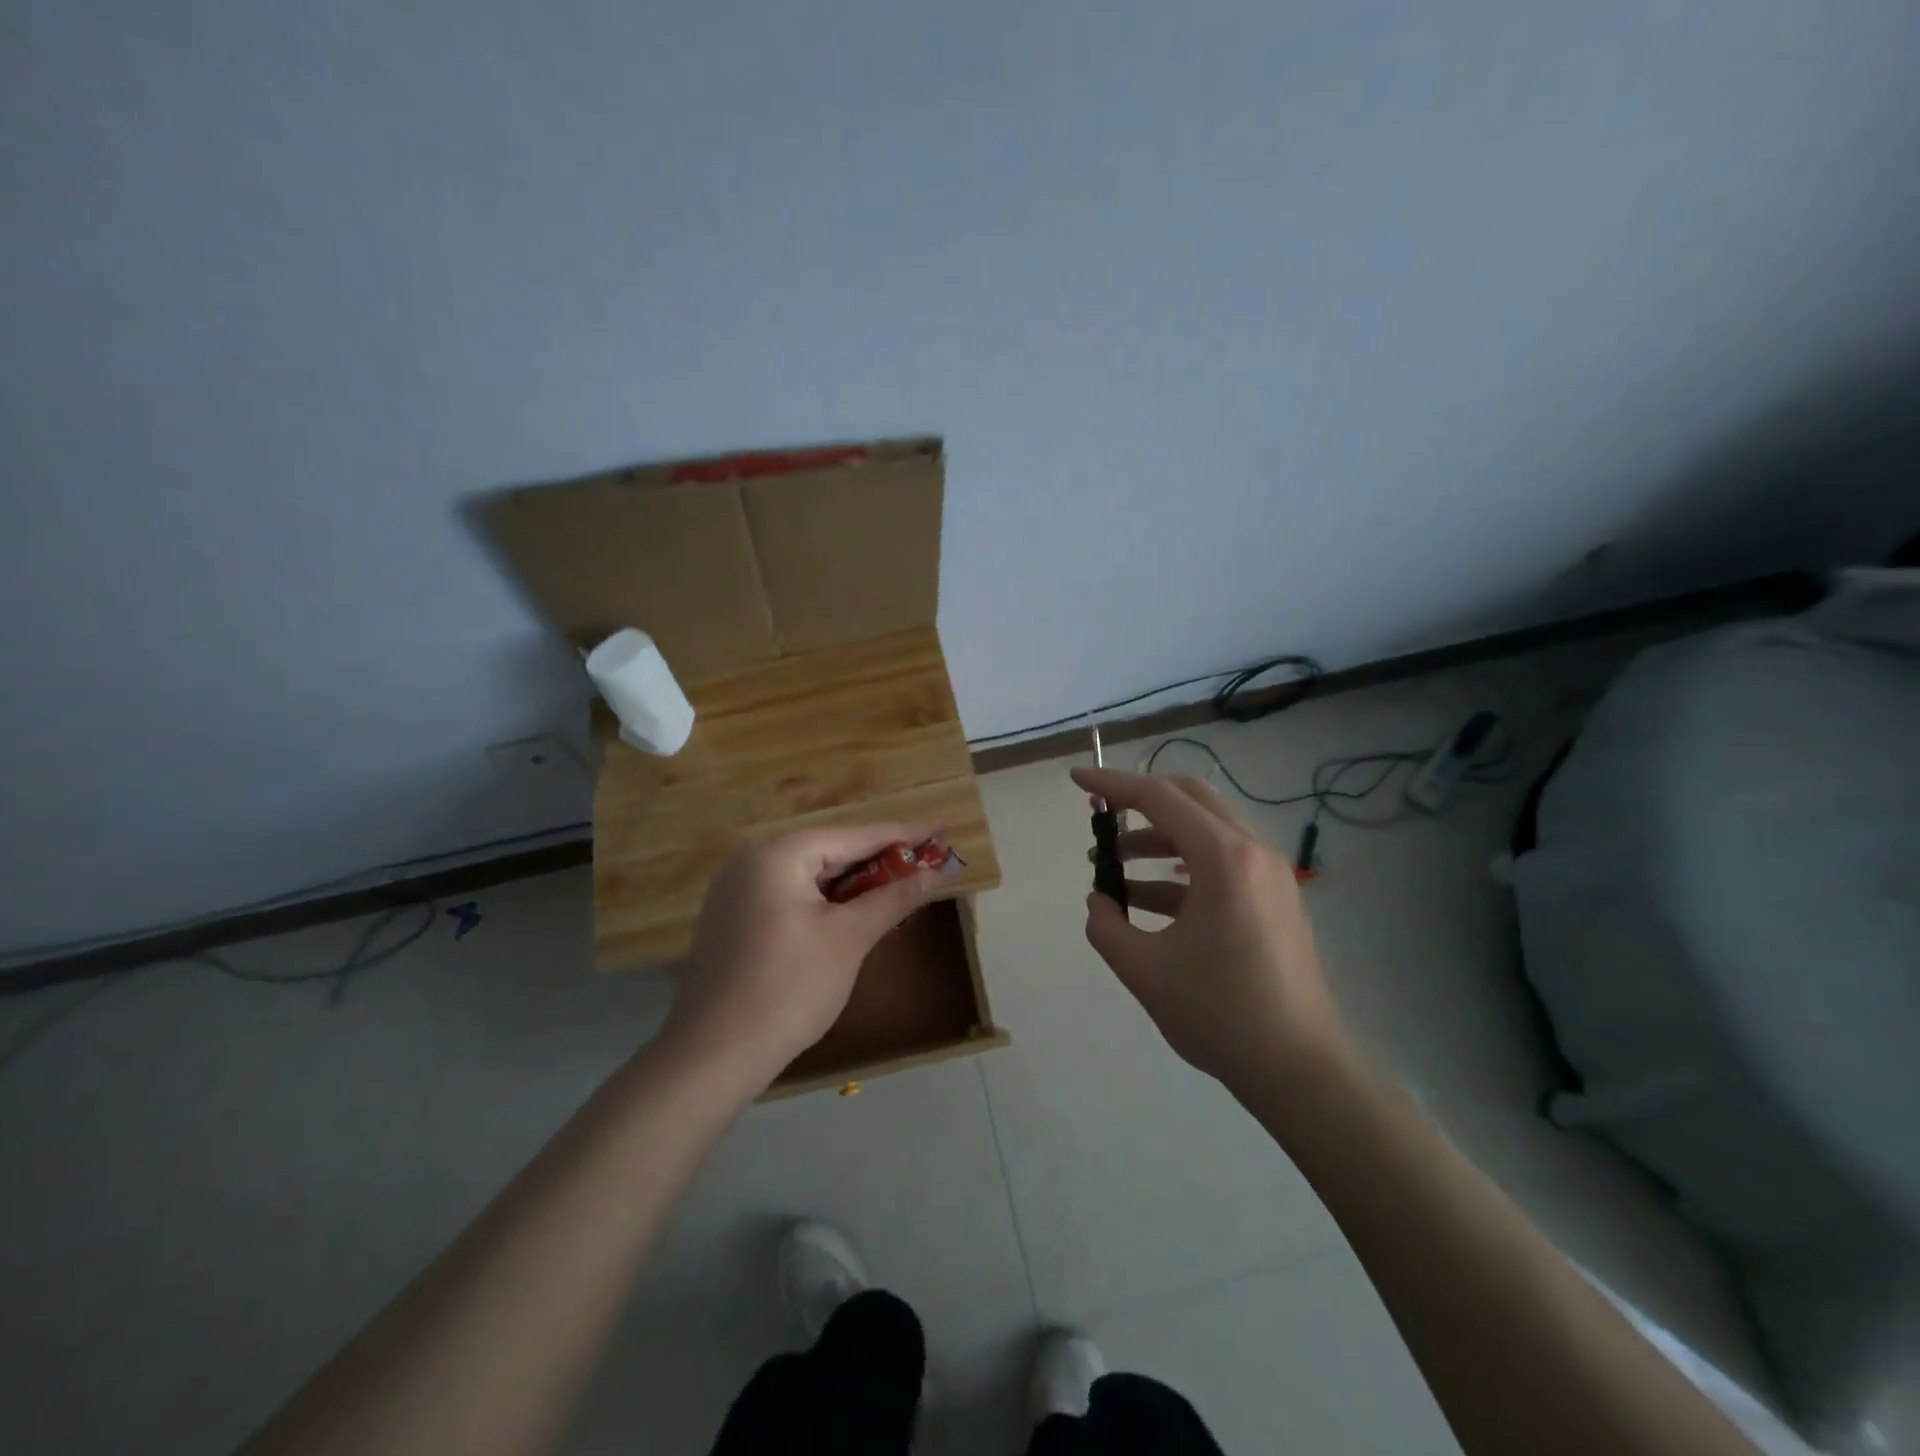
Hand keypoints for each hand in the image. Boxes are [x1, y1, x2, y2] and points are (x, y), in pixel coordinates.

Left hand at [663, 825, 944, 1085]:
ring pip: (811, 876)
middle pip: (830, 852)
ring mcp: (736, 891)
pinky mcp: (733, 920)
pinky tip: (854, 913)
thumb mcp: (849, 938)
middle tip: (927, 862)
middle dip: (880, 861)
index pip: (855, 836)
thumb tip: (937, 872)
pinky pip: (791, 896)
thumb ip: (894, 898)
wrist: (712, 1057)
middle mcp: (751, 860)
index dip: (904, 834)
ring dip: (855, 884)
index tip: (943, 827)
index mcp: (778, 854)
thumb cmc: (788, 989)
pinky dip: (826, 902)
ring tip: (900, 886)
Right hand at [1072, 766, 1355, 1092]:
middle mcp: (1252, 852)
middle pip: (1189, 800)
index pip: (1159, 798)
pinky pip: (1220, 864)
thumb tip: (1100, 901)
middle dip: (1139, 802)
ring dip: (1156, 839)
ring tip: (1112, 868)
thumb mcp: (1143, 969)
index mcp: (1223, 858)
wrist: (1300, 1070)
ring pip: (1205, 831)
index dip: (1113, 784)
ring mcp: (1269, 876)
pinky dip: (1179, 870)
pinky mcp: (1274, 900)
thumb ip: (1105, 925)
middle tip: (1100, 818)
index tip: (1077, 779)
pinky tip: (1145, 901)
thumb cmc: (1220, 1013)